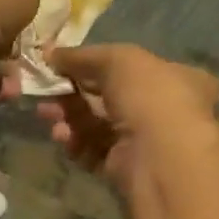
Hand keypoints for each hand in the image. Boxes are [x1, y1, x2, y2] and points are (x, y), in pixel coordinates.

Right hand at [38, 44, 218, 186]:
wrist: (159, 155)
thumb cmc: (149, 97)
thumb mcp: (117, 60)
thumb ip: (82, 55)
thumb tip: (49, 52)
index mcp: (173, 77)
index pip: (127, 68)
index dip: (91, 66)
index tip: (59, 67)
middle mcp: (161, 109)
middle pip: (105, 98)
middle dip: (72, 95)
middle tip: (45, 94)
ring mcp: (142, 140)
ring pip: (96, 125)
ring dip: (69, 119)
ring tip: (49, 117)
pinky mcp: (124, 166)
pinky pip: (94, 151)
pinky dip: (76, 143)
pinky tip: (64, 138)